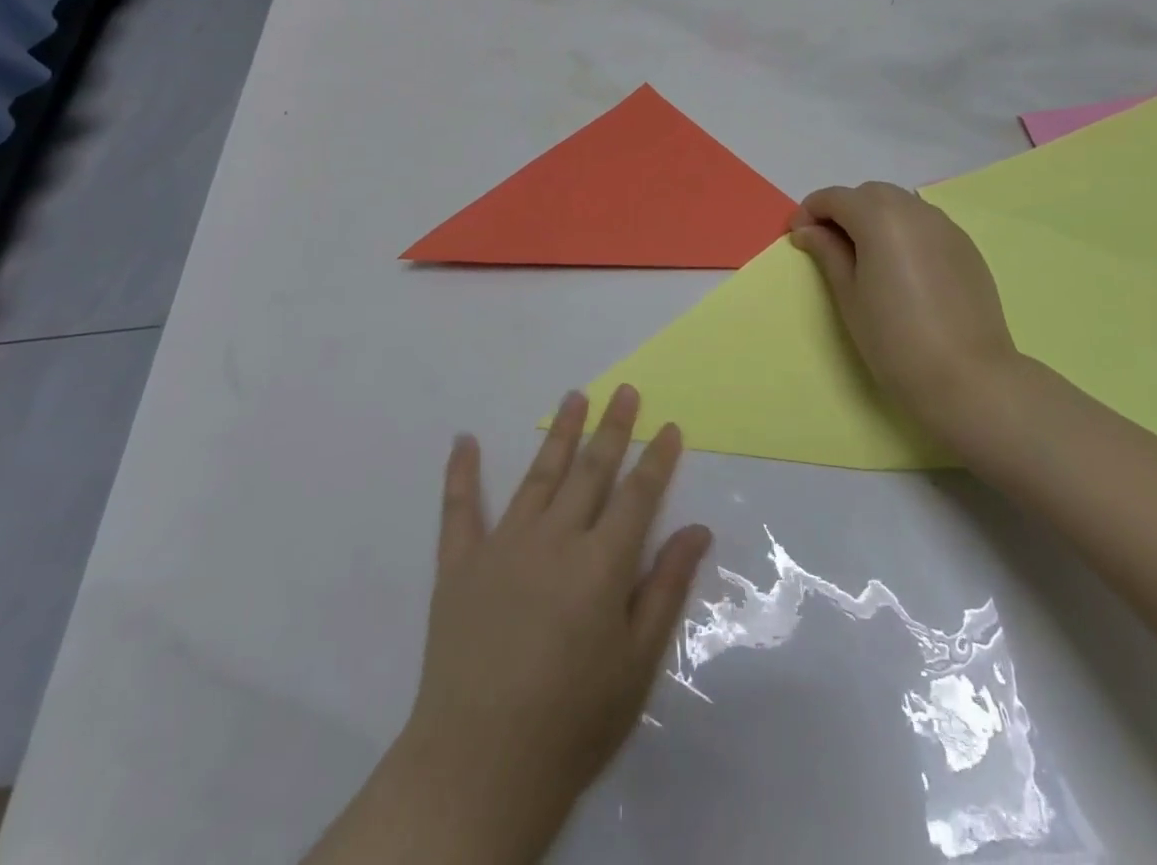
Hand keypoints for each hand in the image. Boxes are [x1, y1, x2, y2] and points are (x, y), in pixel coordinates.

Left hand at [397, 386, 711, 859]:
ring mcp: (504, 545)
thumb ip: (666, 588)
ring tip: (574, 396)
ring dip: (559, 433)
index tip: (669, 426)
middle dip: (612, 428)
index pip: (637, 494)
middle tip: (624, 390)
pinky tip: (464, 440)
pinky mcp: (460, 564)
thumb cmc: (573, 720)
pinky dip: (461, 472)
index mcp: (602, 563)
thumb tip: (696, 529)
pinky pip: (460, 509)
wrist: (479, 767)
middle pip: (591, 471)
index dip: (656, 458)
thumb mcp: (637, 663)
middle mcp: (555, 538)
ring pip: (538, 475)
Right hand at [788, 182, 1023, 442]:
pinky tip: (901, 267)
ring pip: (901, 205)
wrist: (966, 377)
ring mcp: (946, 227)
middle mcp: (915, 211)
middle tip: (829, 245)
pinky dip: (904, 231)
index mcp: (880, 219)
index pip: (836, 198)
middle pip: (870, 194)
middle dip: (844, 209)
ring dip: (876, 217)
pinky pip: (925, 223)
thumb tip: (807, 230)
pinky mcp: (966, 247)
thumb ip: (827, 253)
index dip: (810, 211)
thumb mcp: (849, 296)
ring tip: (865, 256)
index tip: (798, 236)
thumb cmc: (893, 340)